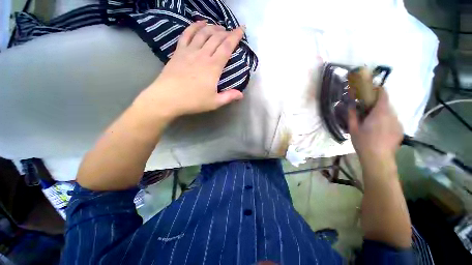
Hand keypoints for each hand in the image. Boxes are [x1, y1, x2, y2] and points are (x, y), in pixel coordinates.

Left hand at [138, 21, 244, 120]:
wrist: (168, 98)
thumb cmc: (193, 101)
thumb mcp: (214, 102)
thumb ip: (229, 97)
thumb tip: (241, 95)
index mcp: (213, 67)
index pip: (227, 47)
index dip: (235, 36)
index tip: (241, 29)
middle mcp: (202, 55)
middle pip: (216, 38)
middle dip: (225, 32)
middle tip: (231, 31)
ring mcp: (189, 51)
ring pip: (203, 33)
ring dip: (212, 27)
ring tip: (218, 26)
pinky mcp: (179, 52)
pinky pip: (187, 34)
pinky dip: (194, 26)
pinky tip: (200, 23)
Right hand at [348, 88, 402, 161]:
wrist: (378, 159)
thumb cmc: (363, 142)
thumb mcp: (353, 128)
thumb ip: (352, 115)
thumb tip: (351, 105)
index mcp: (380, 112)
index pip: (383, 95)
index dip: (378, 90)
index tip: (371, 90)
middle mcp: (392, 115)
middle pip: (386, 104)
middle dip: (377, 104)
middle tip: (367, 111)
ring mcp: (398, 123)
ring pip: (390, 113)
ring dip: (382, 114)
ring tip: (373, 123)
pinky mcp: (401, 130)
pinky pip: (393, 121)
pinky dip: (387, 122)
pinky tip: (380, 131)